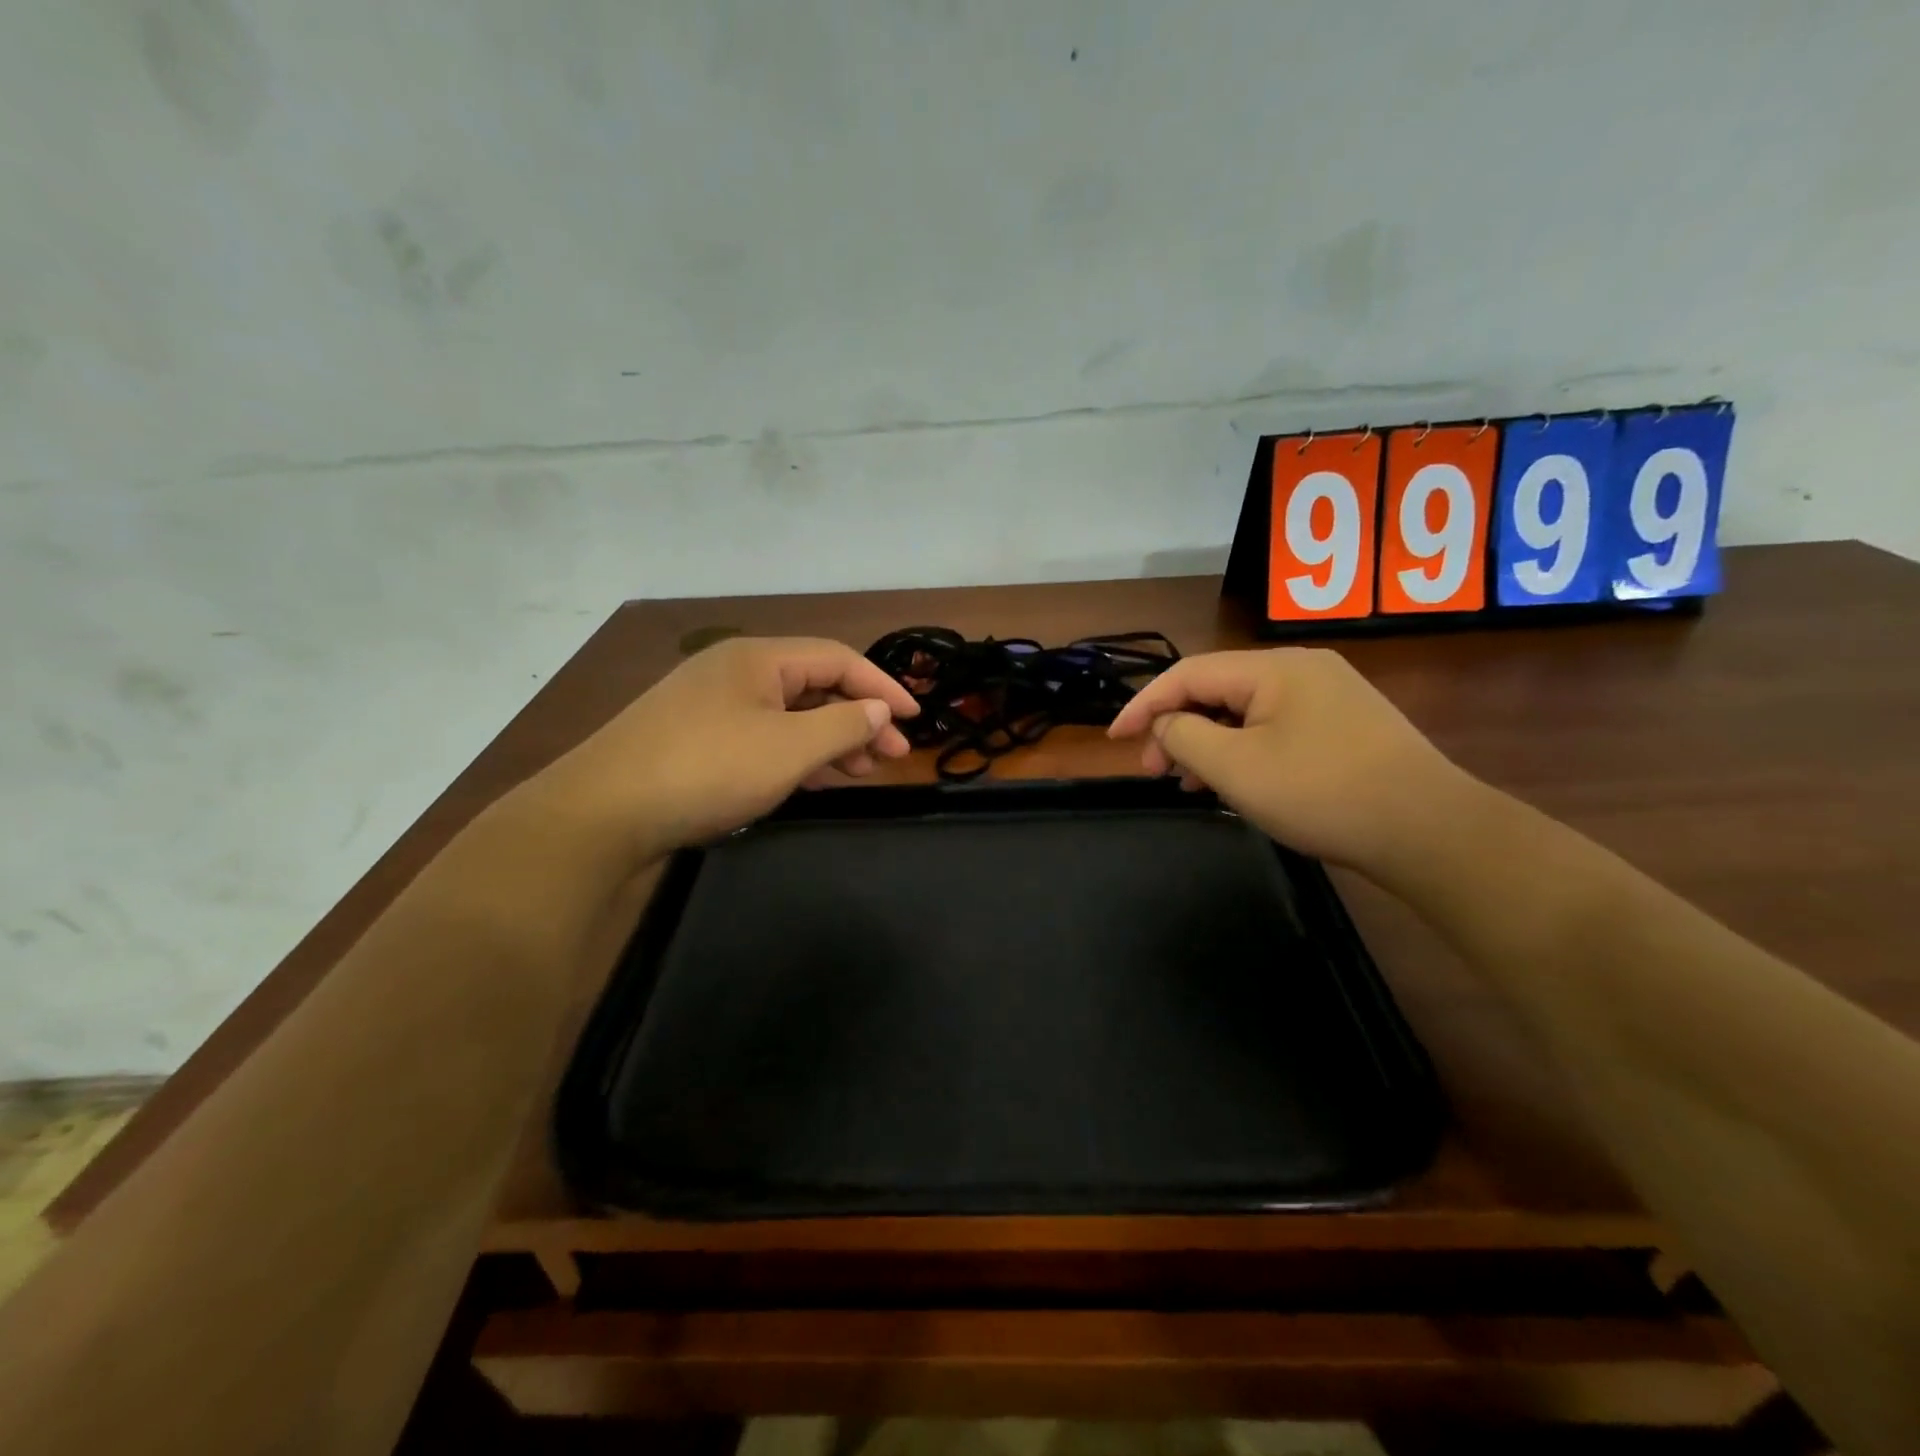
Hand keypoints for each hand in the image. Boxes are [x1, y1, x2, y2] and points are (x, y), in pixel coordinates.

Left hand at [539, 636, 918, 863]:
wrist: (601, 814)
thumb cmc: (706, 770)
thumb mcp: (788, 749)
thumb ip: (842, 725)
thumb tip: (878, 711)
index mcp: (757, 658)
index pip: (837, 658)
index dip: (883, 686)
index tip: (916, 720)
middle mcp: (734, 672)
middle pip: (814, 684)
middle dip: (859, 717)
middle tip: (892, 756)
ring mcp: (711, 706)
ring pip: (788, 714)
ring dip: (829, 739)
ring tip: (860, 771)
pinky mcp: (695, 739)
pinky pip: (762, 736)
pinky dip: (796, 754)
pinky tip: (814, 779)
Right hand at [1106, 647, 1475, 873]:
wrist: (1431, 831)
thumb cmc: (1323, 794)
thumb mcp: (1237, 768)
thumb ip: (1185, 736)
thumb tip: (1165, 724)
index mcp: (1275, 669)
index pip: (1188, 674)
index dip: (1144, 704)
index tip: (1113, 738)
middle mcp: (1303, 669)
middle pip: (1217, 689)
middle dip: (1177, 727)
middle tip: (1155, 771)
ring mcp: (1330, 695)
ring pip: (1246, 710)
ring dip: (1208, 741)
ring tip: (1189, 783)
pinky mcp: (1347, 725)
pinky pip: (1276, 726)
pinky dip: (1243, 749)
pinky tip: (1236, 781)